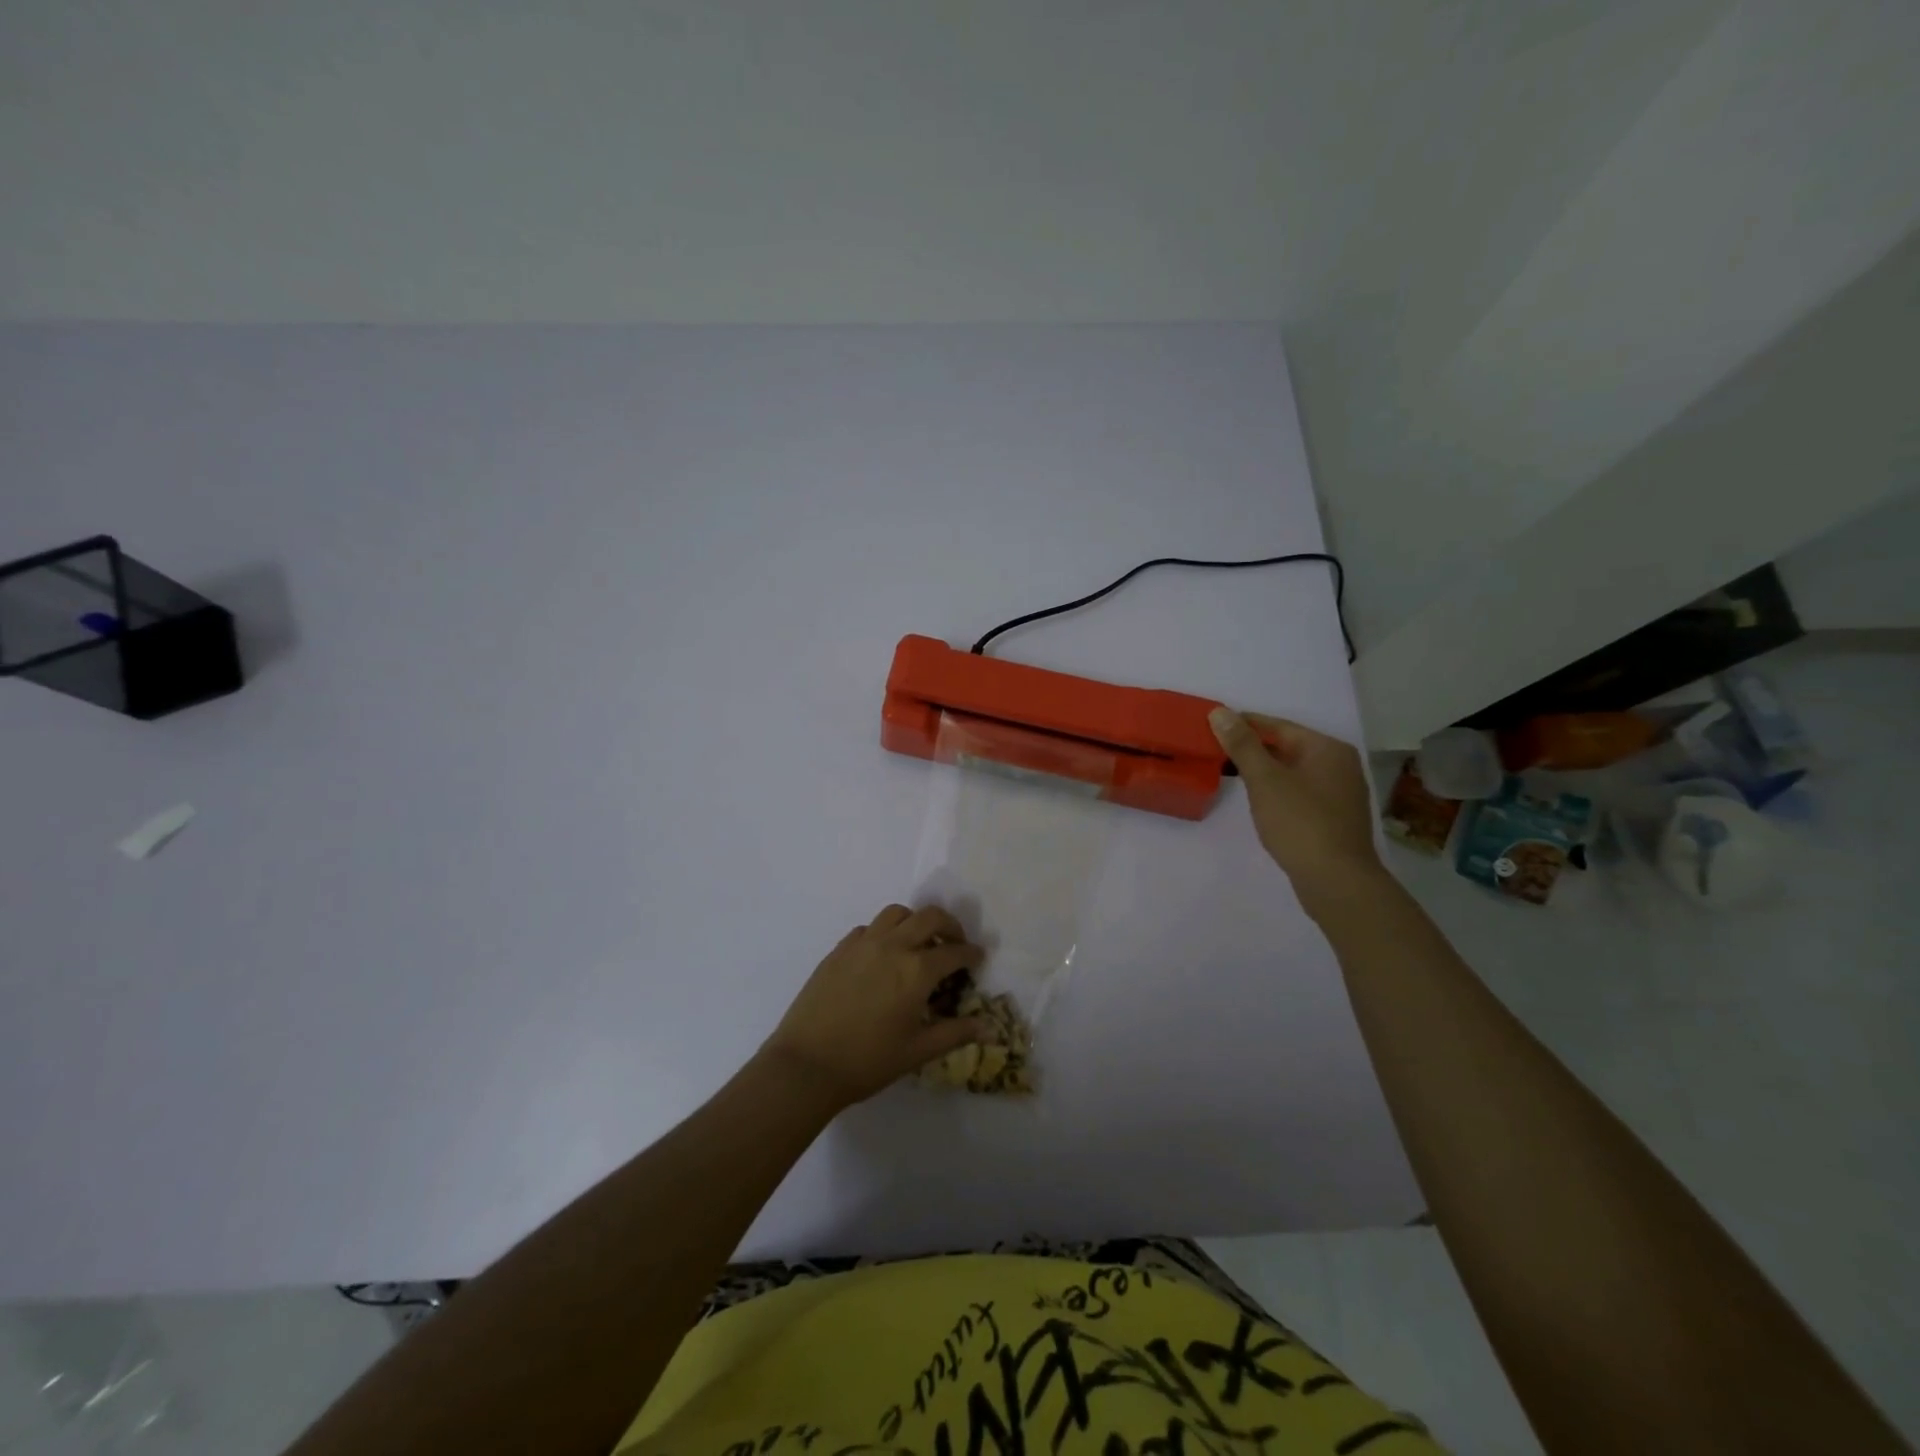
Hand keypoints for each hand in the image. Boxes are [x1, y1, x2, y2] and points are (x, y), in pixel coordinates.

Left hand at [761, 904, 990, 1109]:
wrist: (806, 1065)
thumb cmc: (867, 1061)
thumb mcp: (918, 1051)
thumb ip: (955, 1033)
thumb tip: (988, 1026)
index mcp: (916, 970)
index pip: (954, 952)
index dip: (971, 953)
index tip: (977, 958)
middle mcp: (892, 946)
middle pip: (929, 917)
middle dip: (949, 926)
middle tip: (955, 943)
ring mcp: (862, 944)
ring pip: (897, 914)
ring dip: (915, 922)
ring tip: (918, 944)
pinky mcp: (839, 950)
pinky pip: (869, 928)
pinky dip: (885, 933)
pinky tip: (883, 956)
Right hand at [1209, 707, 1385, 915]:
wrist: (1336, 881)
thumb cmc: (1300, 823)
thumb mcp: (1265, 780)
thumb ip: (1242, 744)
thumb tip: (1220, 712)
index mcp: (1327, 749)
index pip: (1277, 726)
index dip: (1242, 725)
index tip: (1211, 727)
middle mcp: (1339, 764)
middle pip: (1286, 747)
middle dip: (1251, 748)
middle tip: (1214, 751)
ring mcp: (1340, 792)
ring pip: (1292, 771)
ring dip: (1262, 770)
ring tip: (1229, 773)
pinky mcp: (1334, 817)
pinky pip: (1299, 791)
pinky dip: (1276, 790)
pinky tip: (1257, 800)